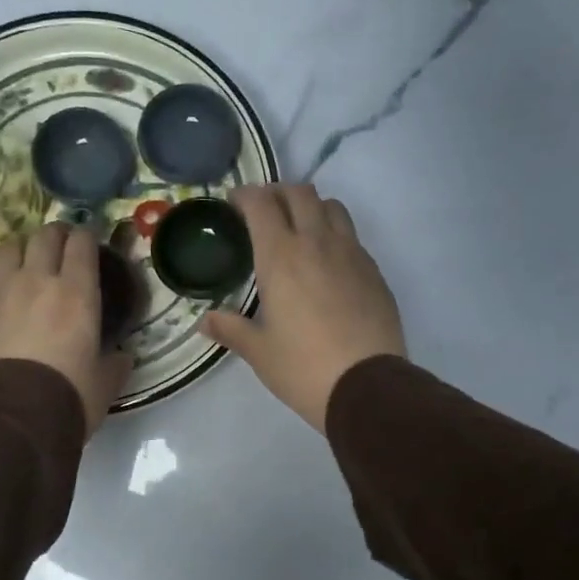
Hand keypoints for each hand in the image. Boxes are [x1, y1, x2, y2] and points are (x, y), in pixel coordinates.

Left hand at [0, 223, 131, 439]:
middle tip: (61, 245)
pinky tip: (4, 293)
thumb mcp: (104, 384)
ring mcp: (2, 291)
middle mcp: (38, 280)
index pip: (82, 244)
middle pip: (44, 236)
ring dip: (22, 248)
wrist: (9, 417)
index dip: (86, 237)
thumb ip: (115, 364)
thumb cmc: (67, 397)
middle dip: (56, 234)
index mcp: (78, 293)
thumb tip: (122, 357)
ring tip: (27, 260)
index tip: (89, 241)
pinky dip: (0, 278)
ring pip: (10, 248)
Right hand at [203, 183, 405, 431]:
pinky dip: (335, 234)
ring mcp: (351, 253)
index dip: (245, 196)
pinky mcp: (374, 271)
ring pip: (332, 207)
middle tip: (264, 211)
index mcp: (281, 256)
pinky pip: (352, 236)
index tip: (234, 203)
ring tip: (299, 229)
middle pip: (300, 193)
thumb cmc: (303, 368)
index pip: (261, 204)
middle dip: (278, 193)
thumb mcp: (259, 351)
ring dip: (311, 207)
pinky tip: (327, 262)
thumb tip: (204, 321)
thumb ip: (230, 328)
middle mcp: (317, 243)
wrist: (367, 386)